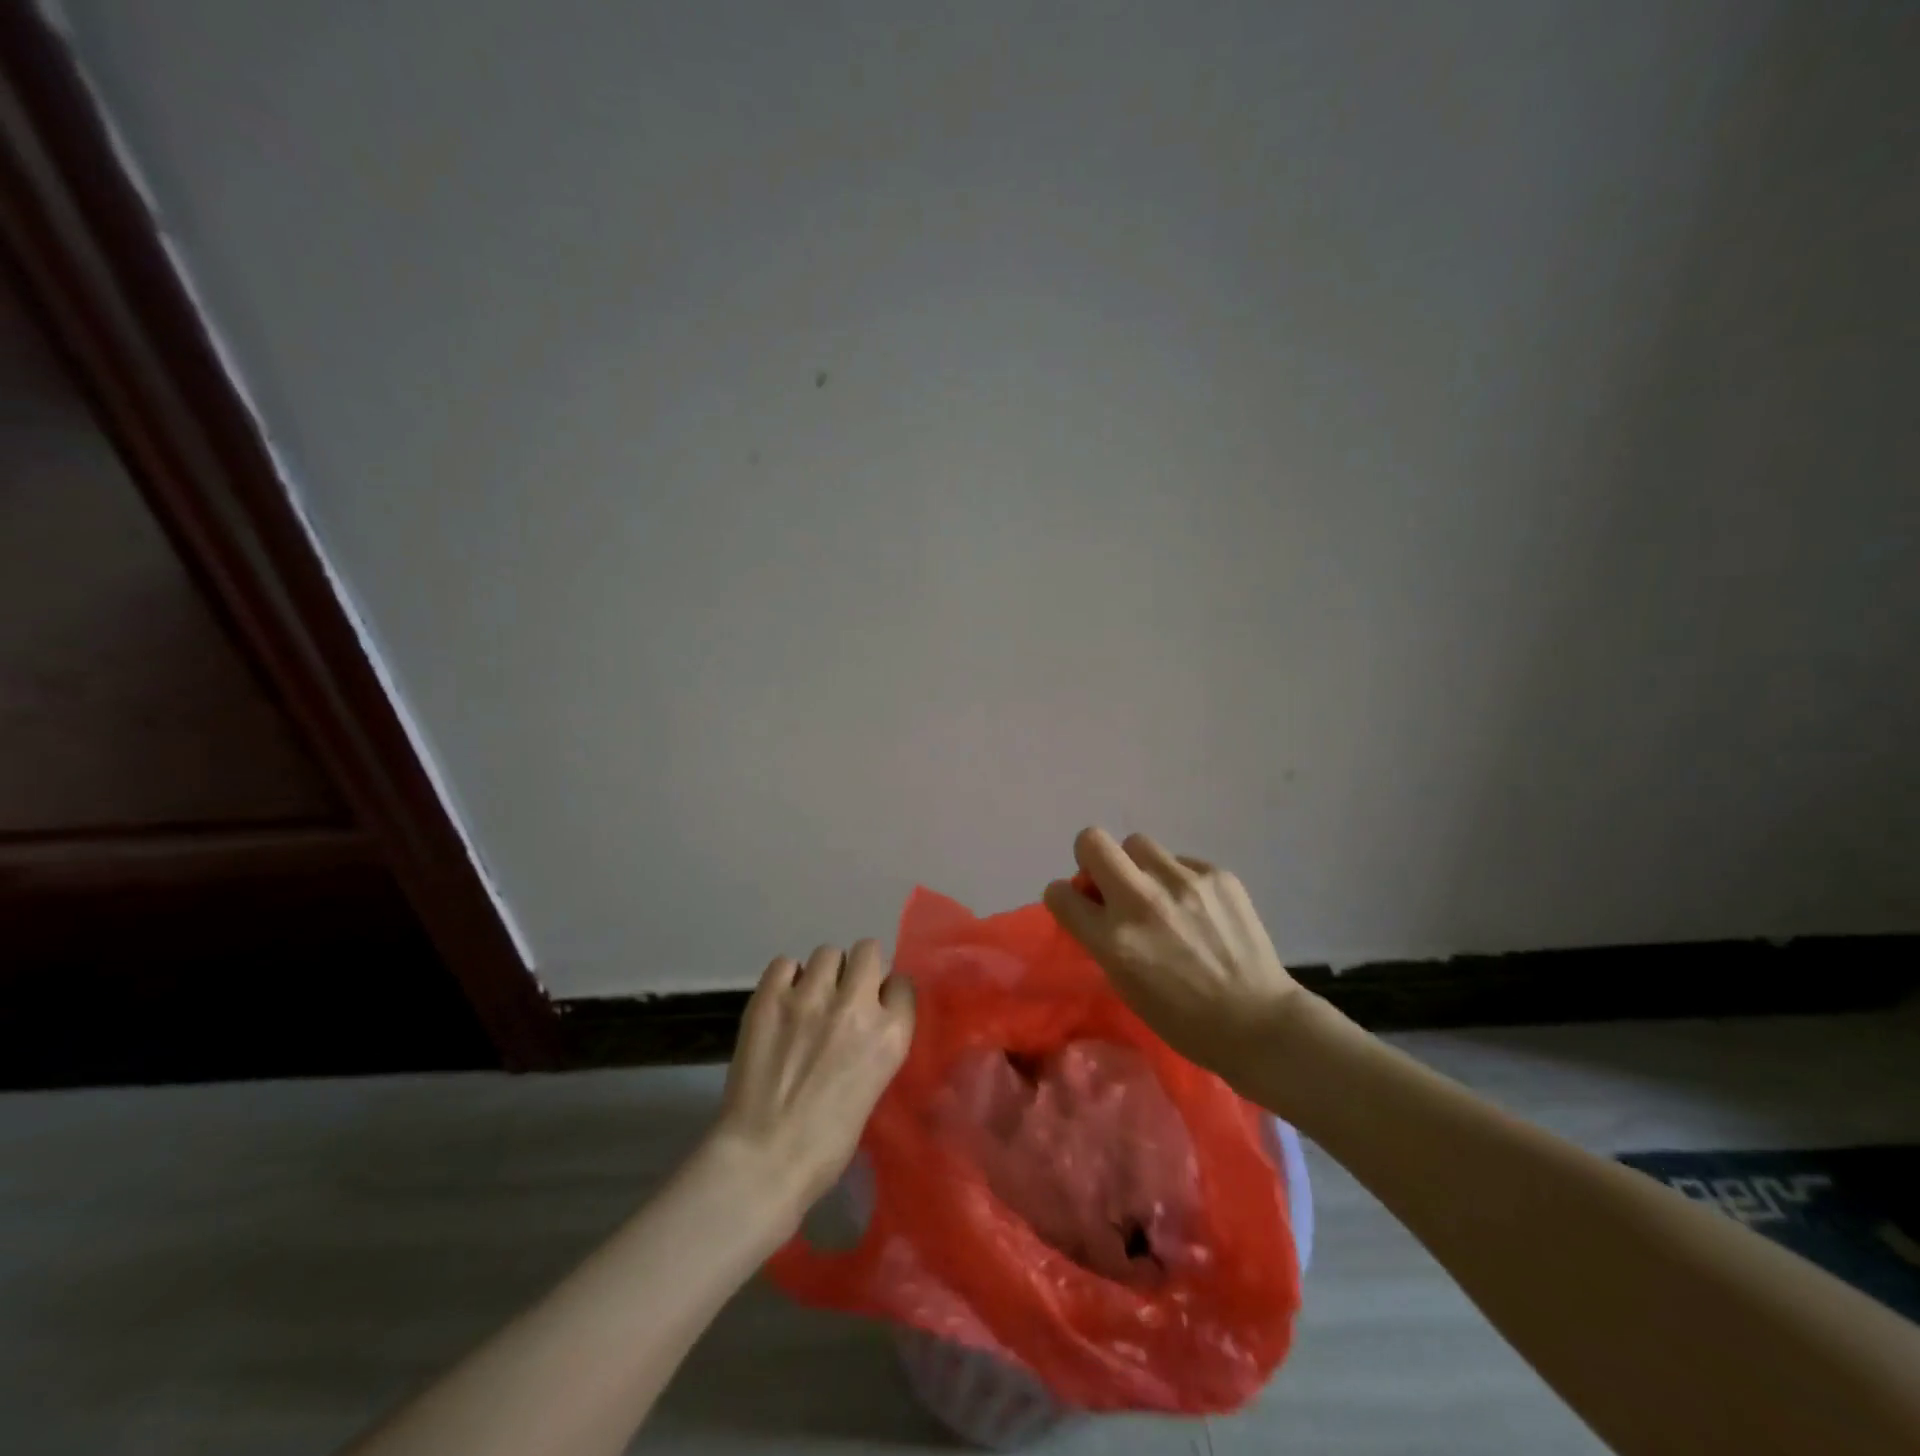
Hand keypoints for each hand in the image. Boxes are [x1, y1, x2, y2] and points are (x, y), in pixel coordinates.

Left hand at [711, 941, 914, 1226]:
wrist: (763, 1160)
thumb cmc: (827, 1143)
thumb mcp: (873, 1087)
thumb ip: (875, 1042)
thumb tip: (865, 1018)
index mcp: (891, 1034)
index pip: (902, 982)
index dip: (887, 992)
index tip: (876, 1006)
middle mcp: (856, 1005)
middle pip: (868, 951)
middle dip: (859, 969)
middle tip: (843, 994)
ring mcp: (811, 996)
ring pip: (827, 953)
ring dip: (822, 973)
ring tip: (808, 1000)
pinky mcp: (770, 997)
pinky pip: (785, 963)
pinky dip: (785, 978)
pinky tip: (781, 1003)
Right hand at [1043, 828, 1302, 1083]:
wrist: (1259, 1022)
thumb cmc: (1184, 1020)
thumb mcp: (1125, 985)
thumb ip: (1102, 938)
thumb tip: (1093, 903)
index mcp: (1114, 940)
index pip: (1059, 893)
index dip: (1064, 897)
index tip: (1078, 904)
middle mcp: (1142, 901)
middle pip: (1091, 841)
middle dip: (1092, 858)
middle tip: (1110, 882)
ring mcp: (1182, 882)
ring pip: (1137, 843)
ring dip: (1138, 865)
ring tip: (1160, 893)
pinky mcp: (1216, 873)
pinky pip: (1180, 860)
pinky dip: (1179, 879)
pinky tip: (1198, 908)